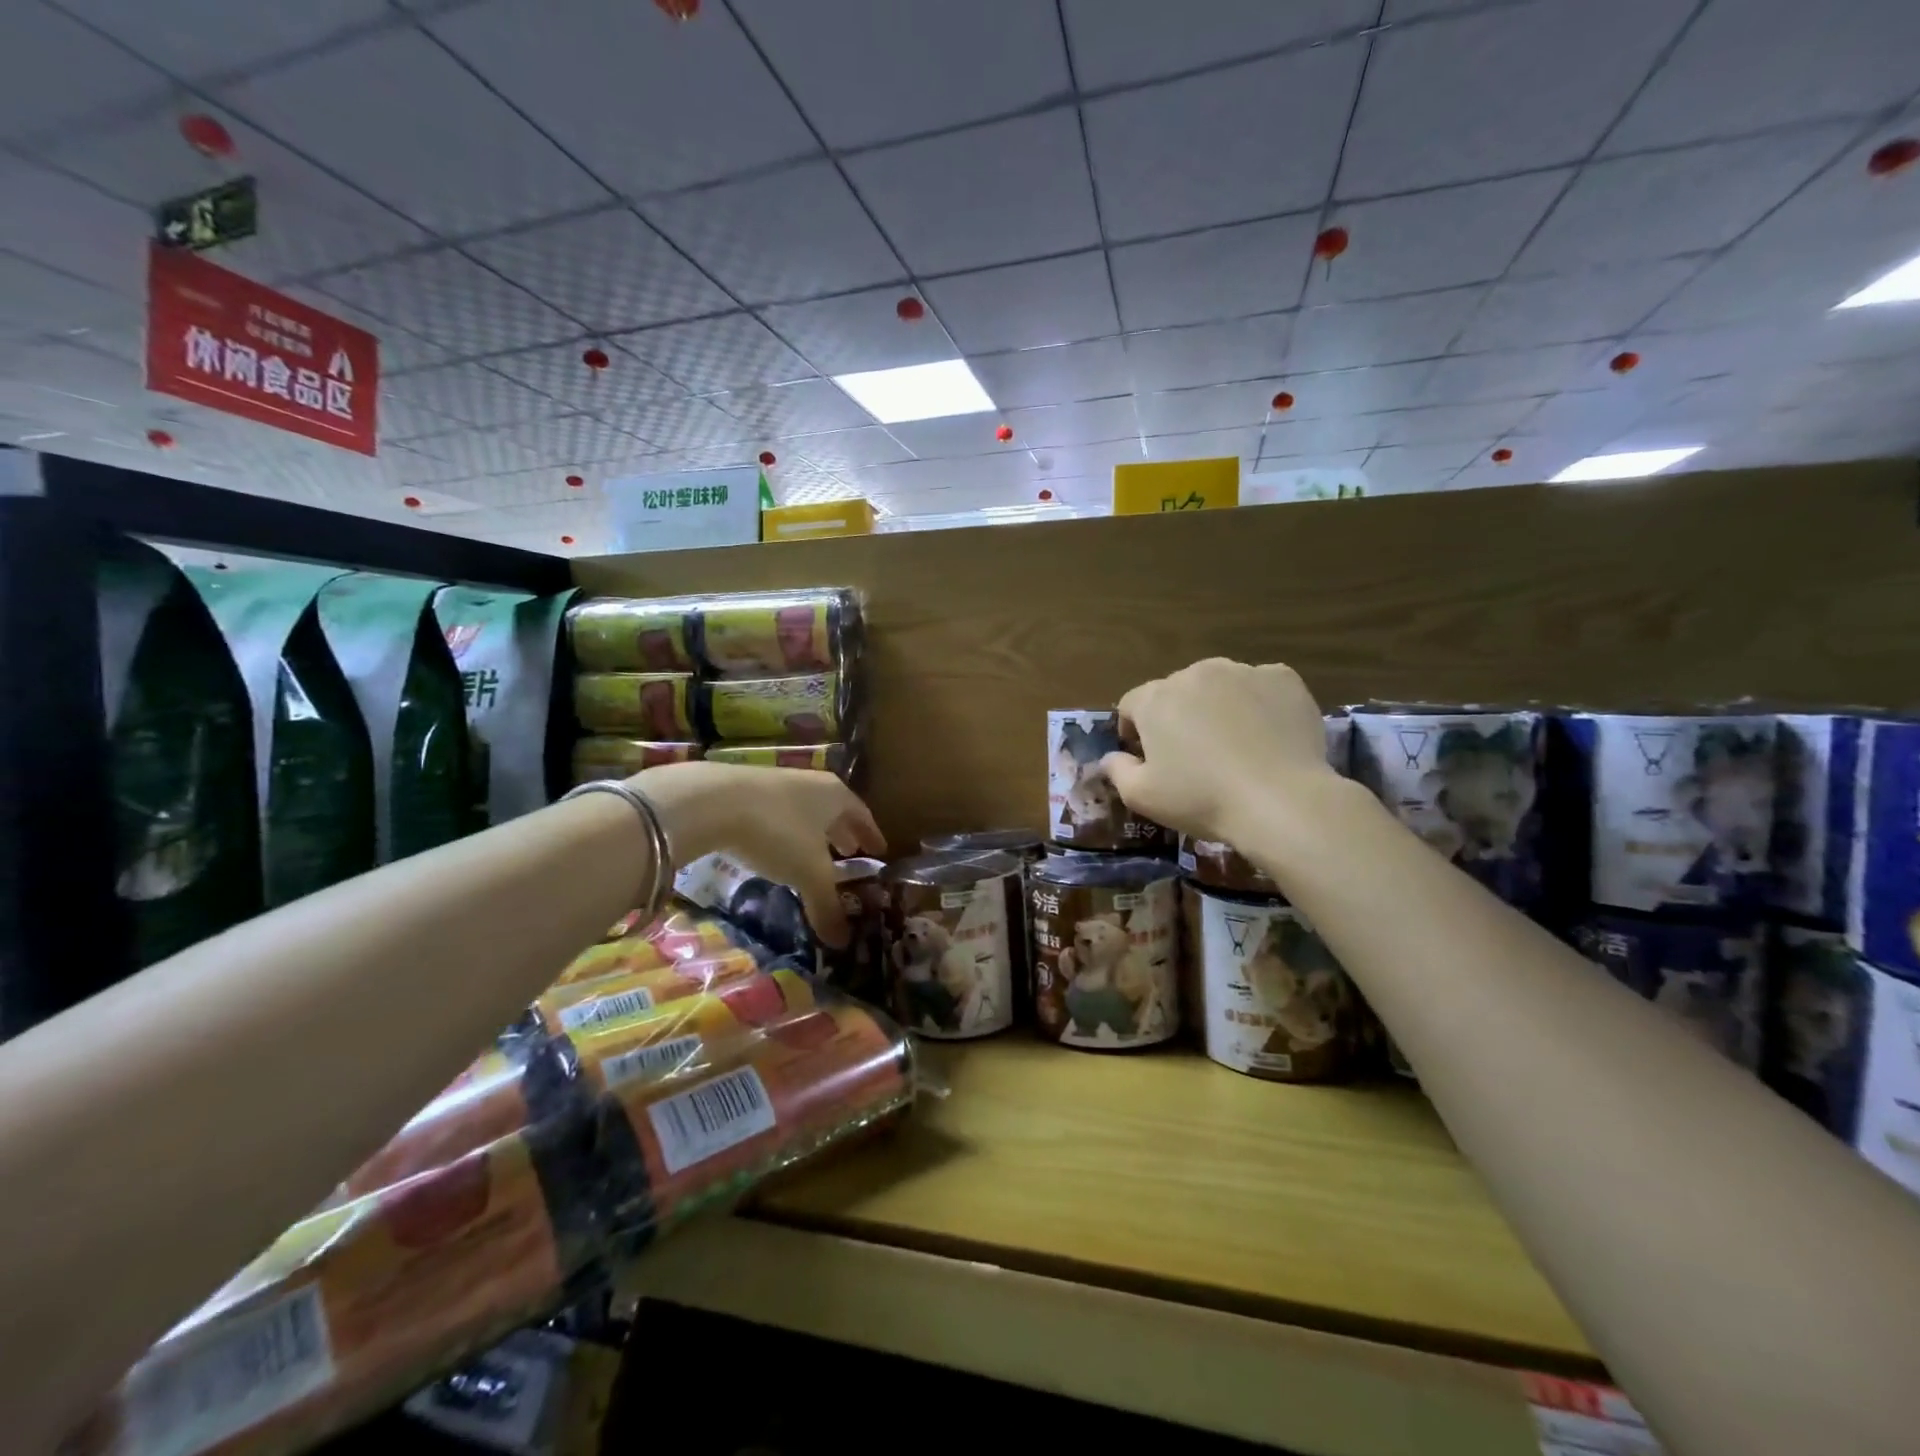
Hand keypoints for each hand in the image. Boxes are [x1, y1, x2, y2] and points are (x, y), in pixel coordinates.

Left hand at [628, 762, 884, 945]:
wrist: (714, 800)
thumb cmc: (778, 832)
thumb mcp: (808, 874)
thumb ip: (827, 906)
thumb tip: (843, 943)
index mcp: (836, 796)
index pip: (862, 815)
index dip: (871, 835)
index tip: (879, 850)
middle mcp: (812, 783)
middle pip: (834, 810)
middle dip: (843, 833)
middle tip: (850, 853)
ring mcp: (779, 782)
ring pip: (806, 810)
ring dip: (813, 832)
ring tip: (814, 853)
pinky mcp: (746, 788)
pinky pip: (778, 812)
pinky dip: (786, 830)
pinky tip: (776, 847)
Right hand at [1101, 658, 1333, 843]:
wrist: (1281, 801)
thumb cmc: (1202, 799)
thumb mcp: (1142, 797)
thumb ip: (1117, 771)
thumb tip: (1111, 758)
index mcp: (1156, 698)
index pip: (1131, 704)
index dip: (1133, 730)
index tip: (1147, 757)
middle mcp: (1195, 673)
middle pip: (1177, 691)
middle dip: (1178, 716)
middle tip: (1194, 755)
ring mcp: (1242, 671)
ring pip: (1219, 686)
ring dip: (1218, 707)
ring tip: (1234, 744)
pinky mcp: (1283, 678)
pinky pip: (1260, 687)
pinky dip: (1259, 705)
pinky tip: (1267, 736)